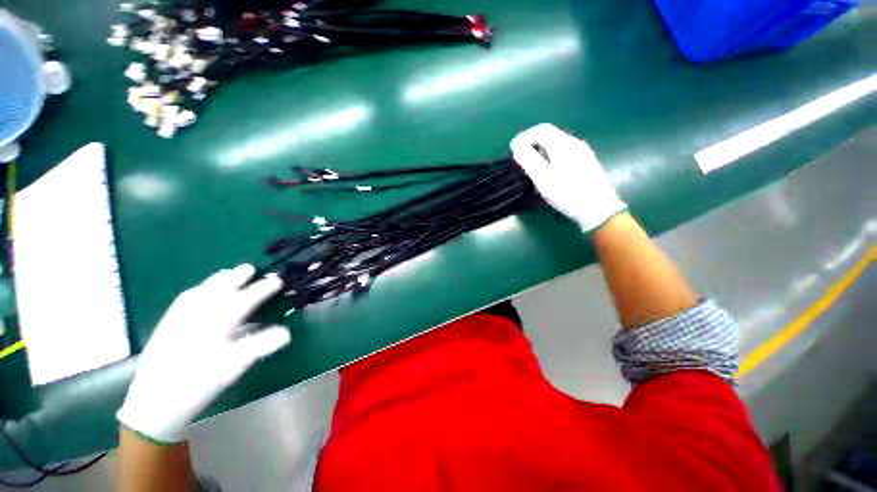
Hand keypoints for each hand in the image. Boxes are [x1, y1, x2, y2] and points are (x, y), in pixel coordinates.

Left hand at [117, 265, 289, 443]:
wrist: (155, 399)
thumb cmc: (199, 381)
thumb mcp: (235, 365)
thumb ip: (262, 345)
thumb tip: (287, 333)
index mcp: (221, 318)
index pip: (250, 295)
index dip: (266, 286)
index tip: (279, 280)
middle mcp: (202, 309)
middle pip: (225, 284)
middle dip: (241, 275)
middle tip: (253, 271)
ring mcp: (183, 313)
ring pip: (205, 287)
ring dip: (221, 278)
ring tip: (231, 274)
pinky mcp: (170, 321)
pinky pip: (189, 295)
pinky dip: (202, 288)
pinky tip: (202, 291)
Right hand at [510, 123, 625, 231]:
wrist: (598, 209)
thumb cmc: (568, 194)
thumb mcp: (543, 178)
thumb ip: (529, 160)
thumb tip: (517, 147)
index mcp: (563, 145)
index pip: (541, 130)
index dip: (524, 137)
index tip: (513, 149)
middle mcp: (574, 143)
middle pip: (550, 135)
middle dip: (532, 143)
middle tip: (520, 158)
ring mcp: (583, 152)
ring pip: (557, 144)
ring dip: (541, 150)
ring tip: (531, 166)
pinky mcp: (586, 162)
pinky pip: (564, 152)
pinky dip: (551, 156)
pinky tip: (549, 171)